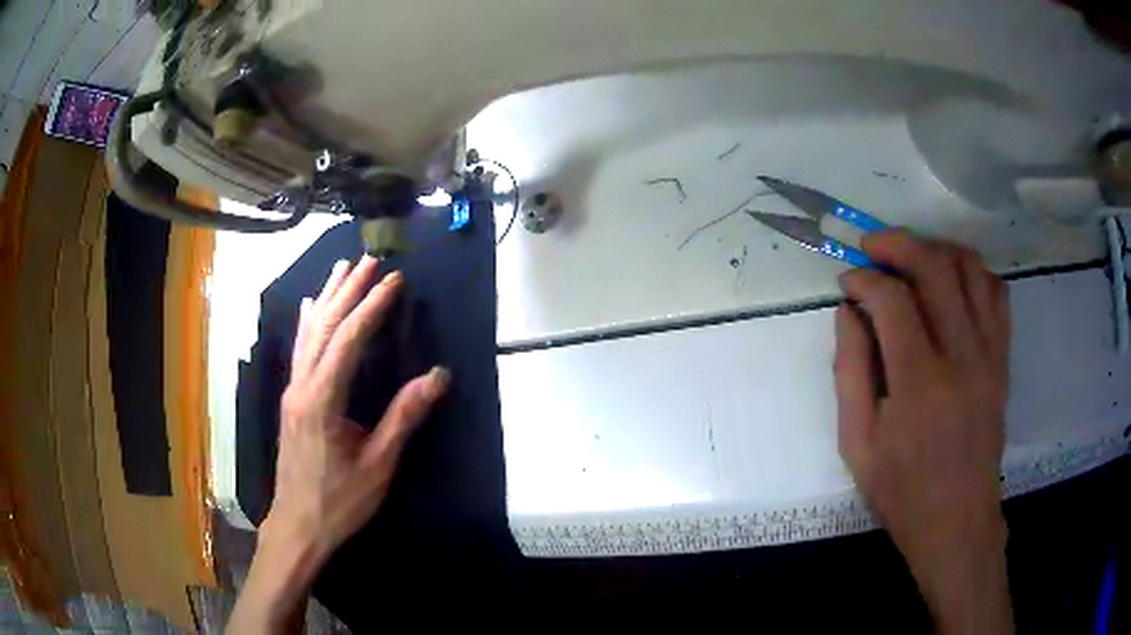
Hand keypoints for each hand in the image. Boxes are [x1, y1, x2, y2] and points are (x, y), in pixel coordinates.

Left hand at [229, 256, 448, 633]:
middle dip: (349, 290)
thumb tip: (438, 376)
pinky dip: (306, 322)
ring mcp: (292, 391)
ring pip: (308, 333)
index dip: (371, 307)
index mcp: (322, 400)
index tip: (393, 280)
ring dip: (327, 298)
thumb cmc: (340, 500)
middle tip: (370, 260)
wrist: (298, 525)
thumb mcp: (379, 465)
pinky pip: (299, 349)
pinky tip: (308, 306)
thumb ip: (404, 418)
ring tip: (342, 268)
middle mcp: (302, 386)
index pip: (348, 340)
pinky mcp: (291, 400)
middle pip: (324, 327)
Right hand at [835, 231, 1013, 633]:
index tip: (847, 281)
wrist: (958, 521)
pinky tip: (951, 283)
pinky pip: (996, 292)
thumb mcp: (857, 444)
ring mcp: (989, 353)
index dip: (864, 278)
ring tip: (912, 256)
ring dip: (936, 248)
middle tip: (872, 246)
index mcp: (918, 384)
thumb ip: (849, 371)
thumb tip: (849, 312)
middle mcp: (961, 356)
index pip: (892, 299)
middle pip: (935, 266)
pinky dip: (972, 272)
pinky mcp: (1003, 359)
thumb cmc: (902, 492)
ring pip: (970, 267)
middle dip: (897, 243)